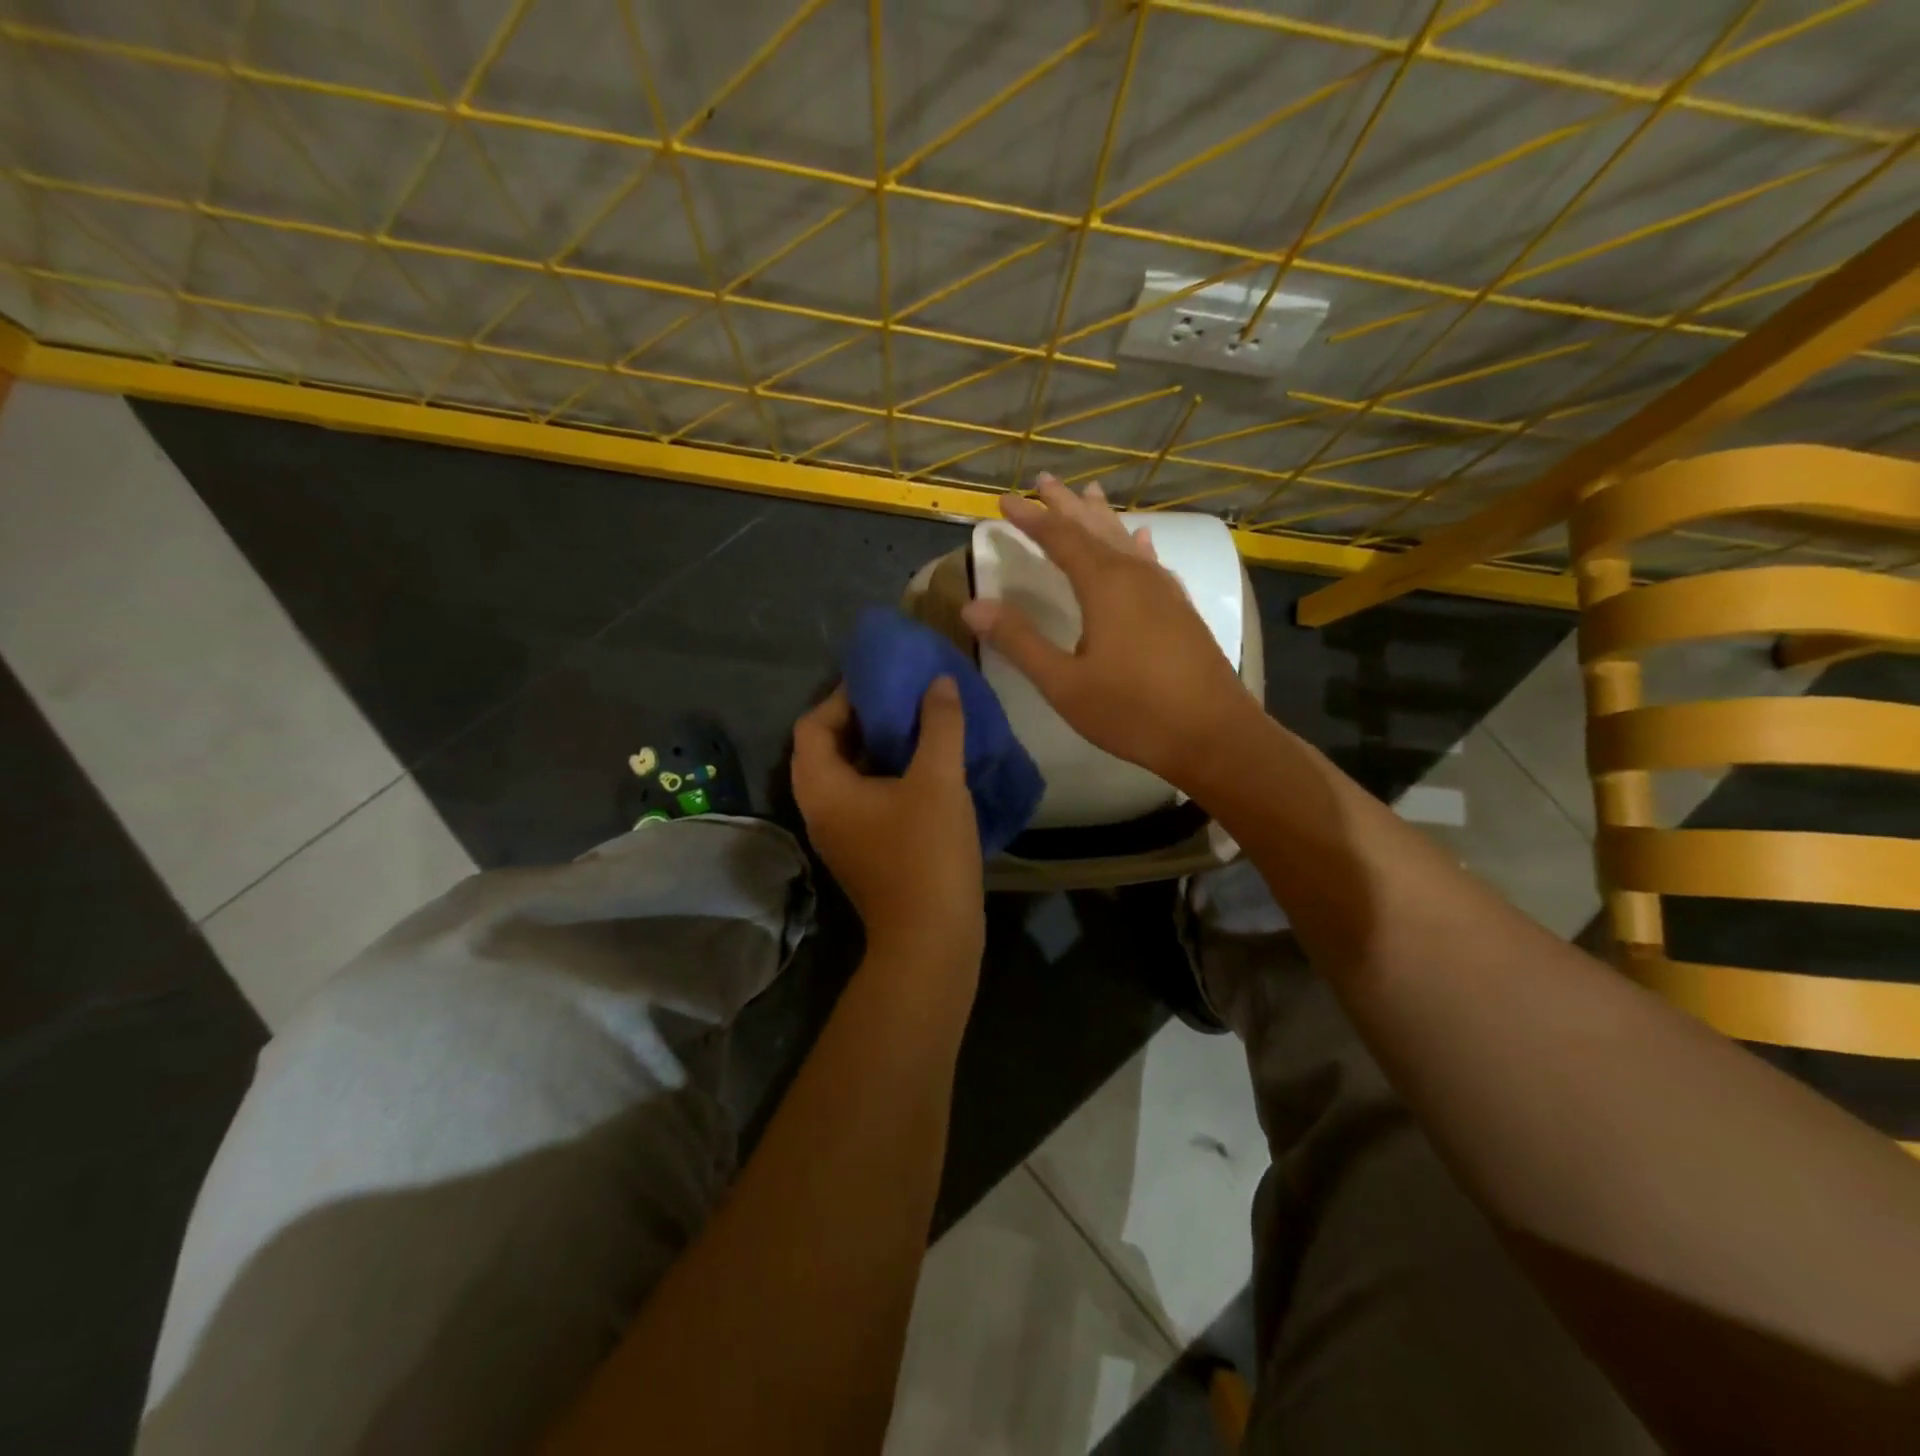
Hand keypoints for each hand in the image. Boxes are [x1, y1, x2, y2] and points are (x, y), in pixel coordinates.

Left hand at [791, 680, 984, 972]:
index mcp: (823, 789)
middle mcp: (820, 809)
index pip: (812, 725)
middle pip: (825, 748)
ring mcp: (840, 834)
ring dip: (875, 747)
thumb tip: (938, 683)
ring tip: (916, 725)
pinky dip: (885, 774)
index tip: (881, 680)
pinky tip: (924, 767)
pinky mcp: (862, 850)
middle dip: (860, 719)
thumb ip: (940, 725)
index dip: (842, 697)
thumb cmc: (927, 854)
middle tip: (900, 699)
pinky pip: (863, 798)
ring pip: (847, 775)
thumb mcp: (938, 780)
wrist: (932, 939)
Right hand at [960, 474, 1256, 789]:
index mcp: (1104, 585)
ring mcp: (1163, 590)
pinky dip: (1137, 544)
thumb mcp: (1064, 683)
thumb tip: (973, 606)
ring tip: (1088, 494)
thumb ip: (1019, 642)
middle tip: (1043, 480)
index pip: (1059, 538)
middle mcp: (1135, 575)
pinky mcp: (1180, 608)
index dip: (1030, 519)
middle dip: (1065, 505)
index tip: (1004, 501)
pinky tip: (1141, 539)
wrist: (1213, 735)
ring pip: (1125, 539)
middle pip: (1094, 528)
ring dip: (1101, 517)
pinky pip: (1151, 561)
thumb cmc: (1132, 711)